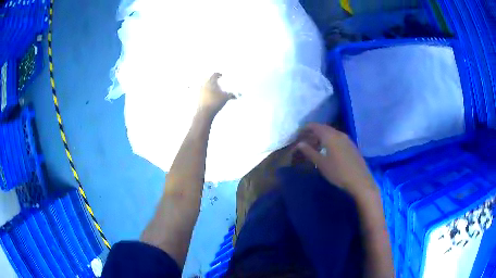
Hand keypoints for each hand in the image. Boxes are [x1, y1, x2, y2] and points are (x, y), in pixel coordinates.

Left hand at [199, 73, 235, 116]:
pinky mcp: (198, 97)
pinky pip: (204, 92)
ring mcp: (200, 91)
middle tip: (218, 83)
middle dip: (214, 81)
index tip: (221, 76)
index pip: (214, 75)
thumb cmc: (216, 102)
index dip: (218, 74)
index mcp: (211, 82)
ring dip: (210, 87)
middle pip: (209, 80)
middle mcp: (204, 84)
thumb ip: (231, 95)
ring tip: (215, 90)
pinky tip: (211, 97)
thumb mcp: (225, 97)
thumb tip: (236, 96)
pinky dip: (208, 93)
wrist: (205, 112)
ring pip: (206, 86)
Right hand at [297, 123, 375, 196]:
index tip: (298, 133)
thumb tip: (299, 143)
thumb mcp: (321, 163)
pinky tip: (329, 149)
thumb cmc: (338, 172)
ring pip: (332, 132)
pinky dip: (330, 139)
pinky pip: (338, 137)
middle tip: (305, 139)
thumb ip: (309, 152)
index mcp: (330, 136)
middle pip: (324, 128)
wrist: (359, 180)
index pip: (315, 126)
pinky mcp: (352, 145)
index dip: (306, 128)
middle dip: (313, 131)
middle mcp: (339, 133)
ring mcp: (347, 139)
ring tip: (315, 144)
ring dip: (322, 135)